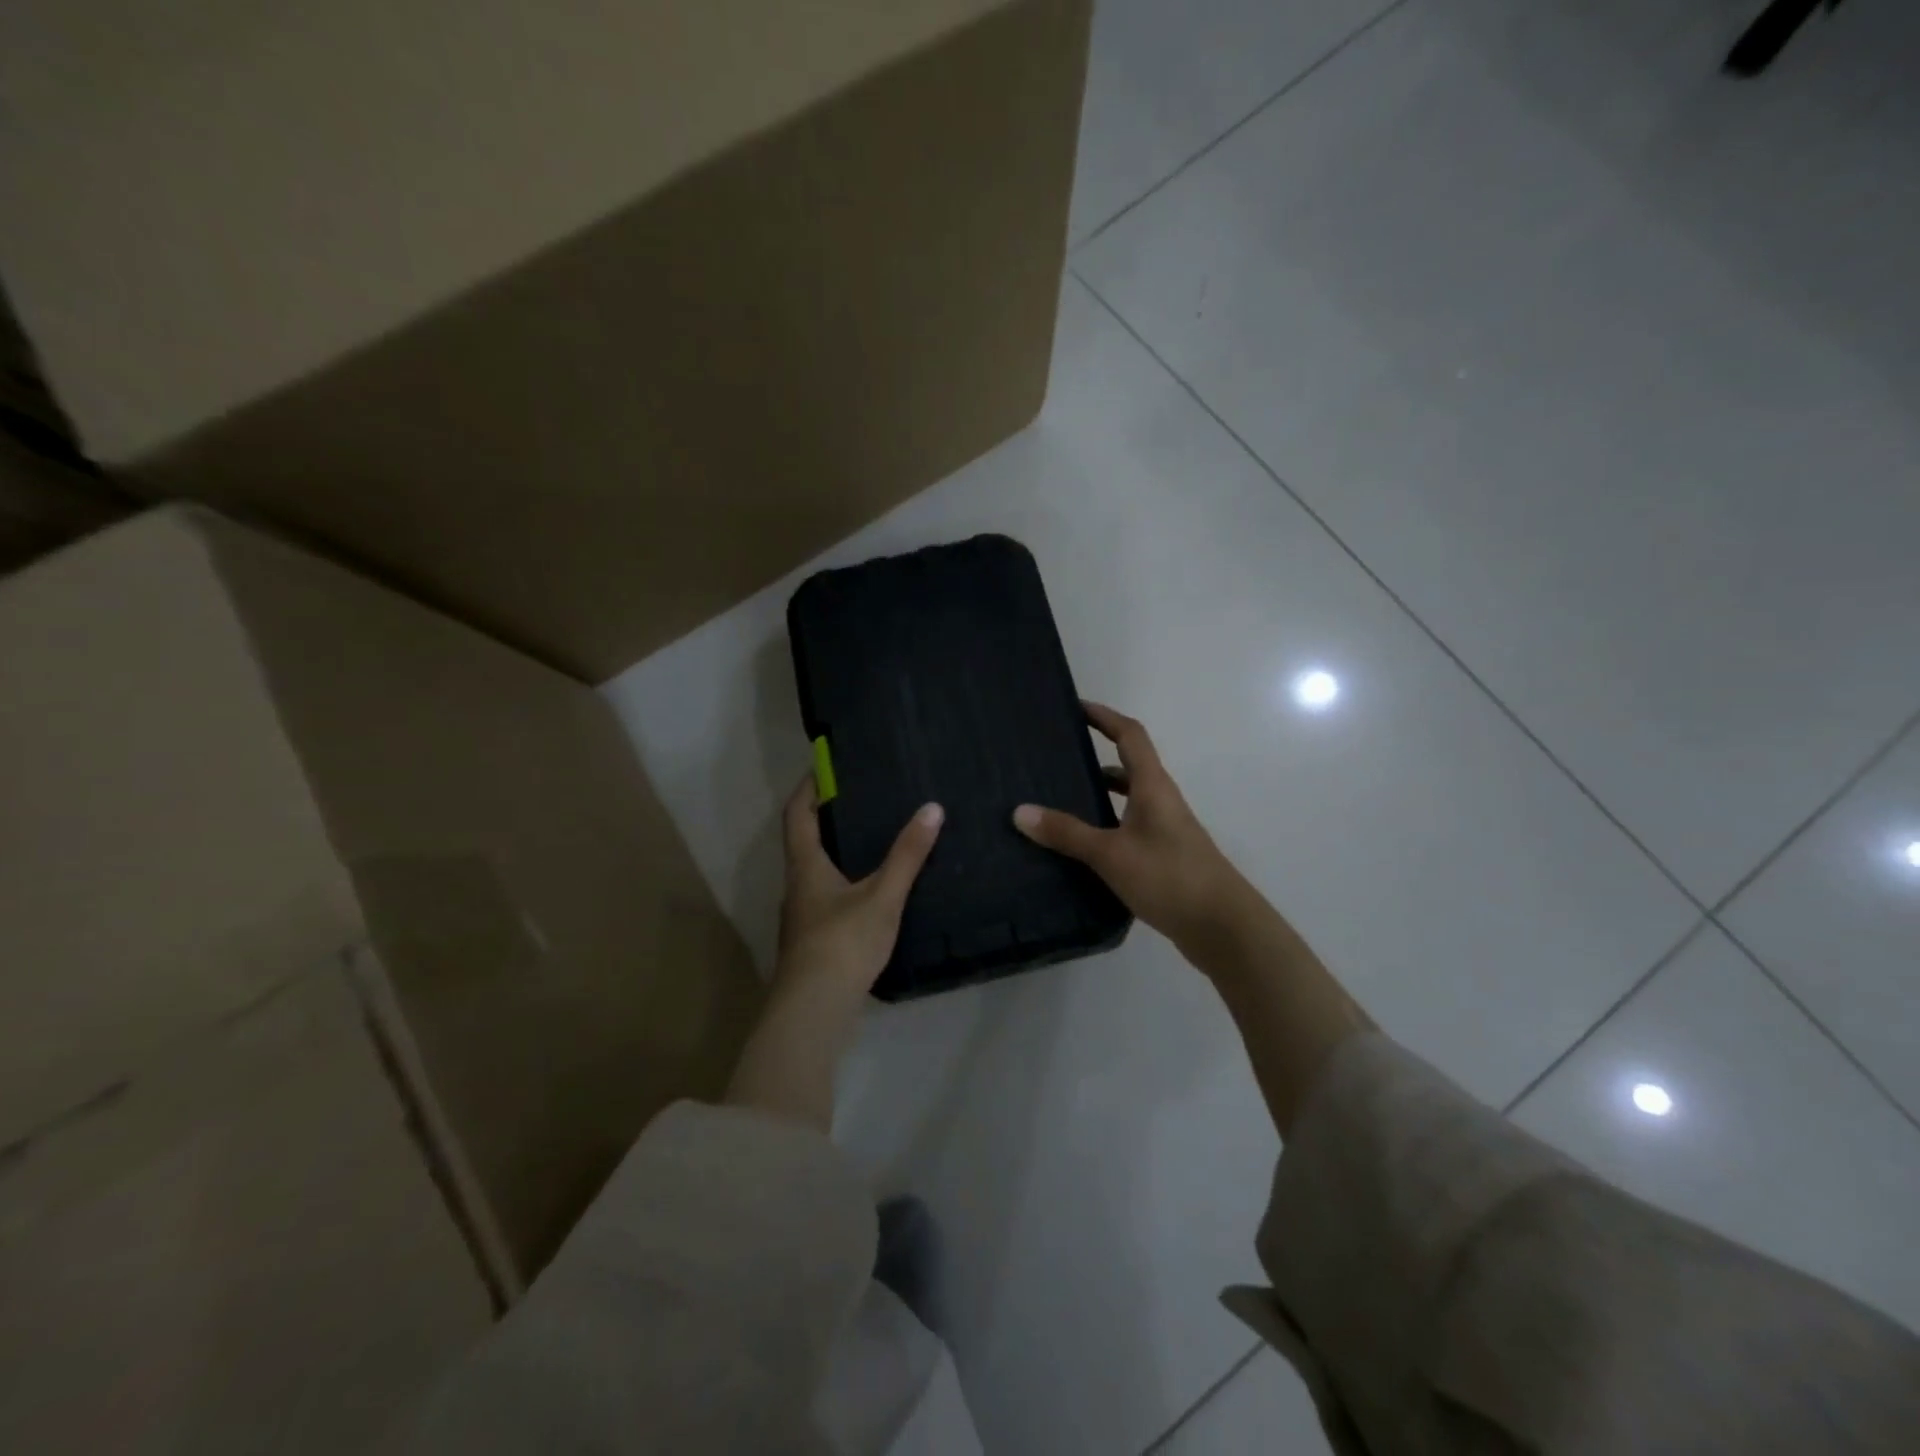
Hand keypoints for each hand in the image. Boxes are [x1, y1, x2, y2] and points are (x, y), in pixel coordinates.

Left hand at [776, 775, 944, 999]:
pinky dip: (844, 878)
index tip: (827, 766)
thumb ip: (907, 855)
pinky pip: (826, 894)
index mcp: (805, 865)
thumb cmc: (843, 943)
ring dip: (836, 849)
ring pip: (814, 869)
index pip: (796, 813)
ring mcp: (802, 915)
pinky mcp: (813, 938)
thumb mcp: (882, 896)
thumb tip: (931, 808)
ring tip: (872, 837)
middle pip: (804, 840)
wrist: (814, 1010)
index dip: (809, 786)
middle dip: (826, 816)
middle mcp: (797, 884)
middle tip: (862, 797)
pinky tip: (870, 887)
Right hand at [1013, 703, 1249, 954]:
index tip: (1075, 707)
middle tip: (1056, 760)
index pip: (1130, 735)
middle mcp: (1161, 801)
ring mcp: (1165, 831)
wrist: (1224, 929)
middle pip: (1128, 766)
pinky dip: (1106, 828)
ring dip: (1099, 795)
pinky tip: (1082, 848)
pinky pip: (1128, 830)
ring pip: (1127, 801)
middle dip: (1095, 757)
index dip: (1104, 717)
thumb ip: (1066, 833)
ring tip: (1059, 803)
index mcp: (1153, 787)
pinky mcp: (1164, 859)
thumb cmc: (1170, 877)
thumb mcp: (1111, 854)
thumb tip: (1020, 811)